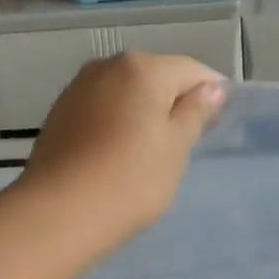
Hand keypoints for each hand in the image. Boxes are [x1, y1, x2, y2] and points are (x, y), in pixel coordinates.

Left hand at [20, 52, 227, 243]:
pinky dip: (118, 123)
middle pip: (155, 77)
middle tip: (188, 141)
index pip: (191, 70)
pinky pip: (102, 109)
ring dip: (144, 113)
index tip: (218, 122)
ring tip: (153, 150)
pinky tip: (121, 153)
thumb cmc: (132, 180)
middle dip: (175, 101)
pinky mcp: (60, 114)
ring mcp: (78, 88)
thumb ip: (195, 113)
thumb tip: (211, 88)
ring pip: (126, 93)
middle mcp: (108, 66)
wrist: (60, 212)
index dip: (211, 92)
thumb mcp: (176, 148)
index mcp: (143, 68)